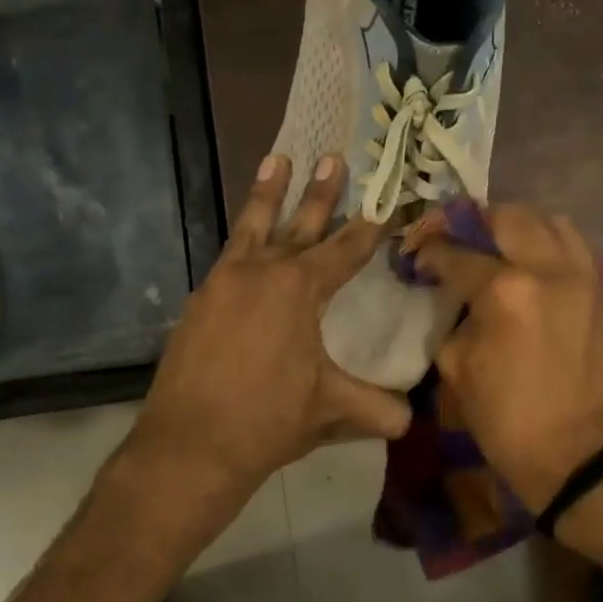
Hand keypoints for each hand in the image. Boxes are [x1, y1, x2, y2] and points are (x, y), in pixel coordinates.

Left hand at [134, 154, 411, 507]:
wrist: (190, 445)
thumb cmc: (268, 420)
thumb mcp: (331, 410)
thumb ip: (377, 409)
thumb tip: (411, 419)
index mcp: (299, 288)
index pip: (344, 250)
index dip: (369, 228)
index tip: (384, 202)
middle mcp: (260, 273)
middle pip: (298, 225)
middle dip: (319, 192)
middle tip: (331, 157)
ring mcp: (222, 283)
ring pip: (251, 228)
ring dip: (267, 195)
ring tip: (276, 160)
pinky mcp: (198, 302)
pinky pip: (228, 257)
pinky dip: (241, 239)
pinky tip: (244, 241)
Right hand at [408, 205, 602, 510]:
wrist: (574, 451)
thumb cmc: (505, 417)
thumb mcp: (456, 366)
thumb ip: (454, 315)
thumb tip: (455, 293)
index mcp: (505, 291)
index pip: (458, 252)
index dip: (430, 250)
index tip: (417, 255)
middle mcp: (548, 268)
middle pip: (506, 217)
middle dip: (472, 222)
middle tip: (452, 238)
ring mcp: (582, 275)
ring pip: (547, 220)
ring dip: (514, 225)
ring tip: (493, 244)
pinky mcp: (600, 290)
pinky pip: (573, 244)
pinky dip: (547, 241)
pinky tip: (528, 261)